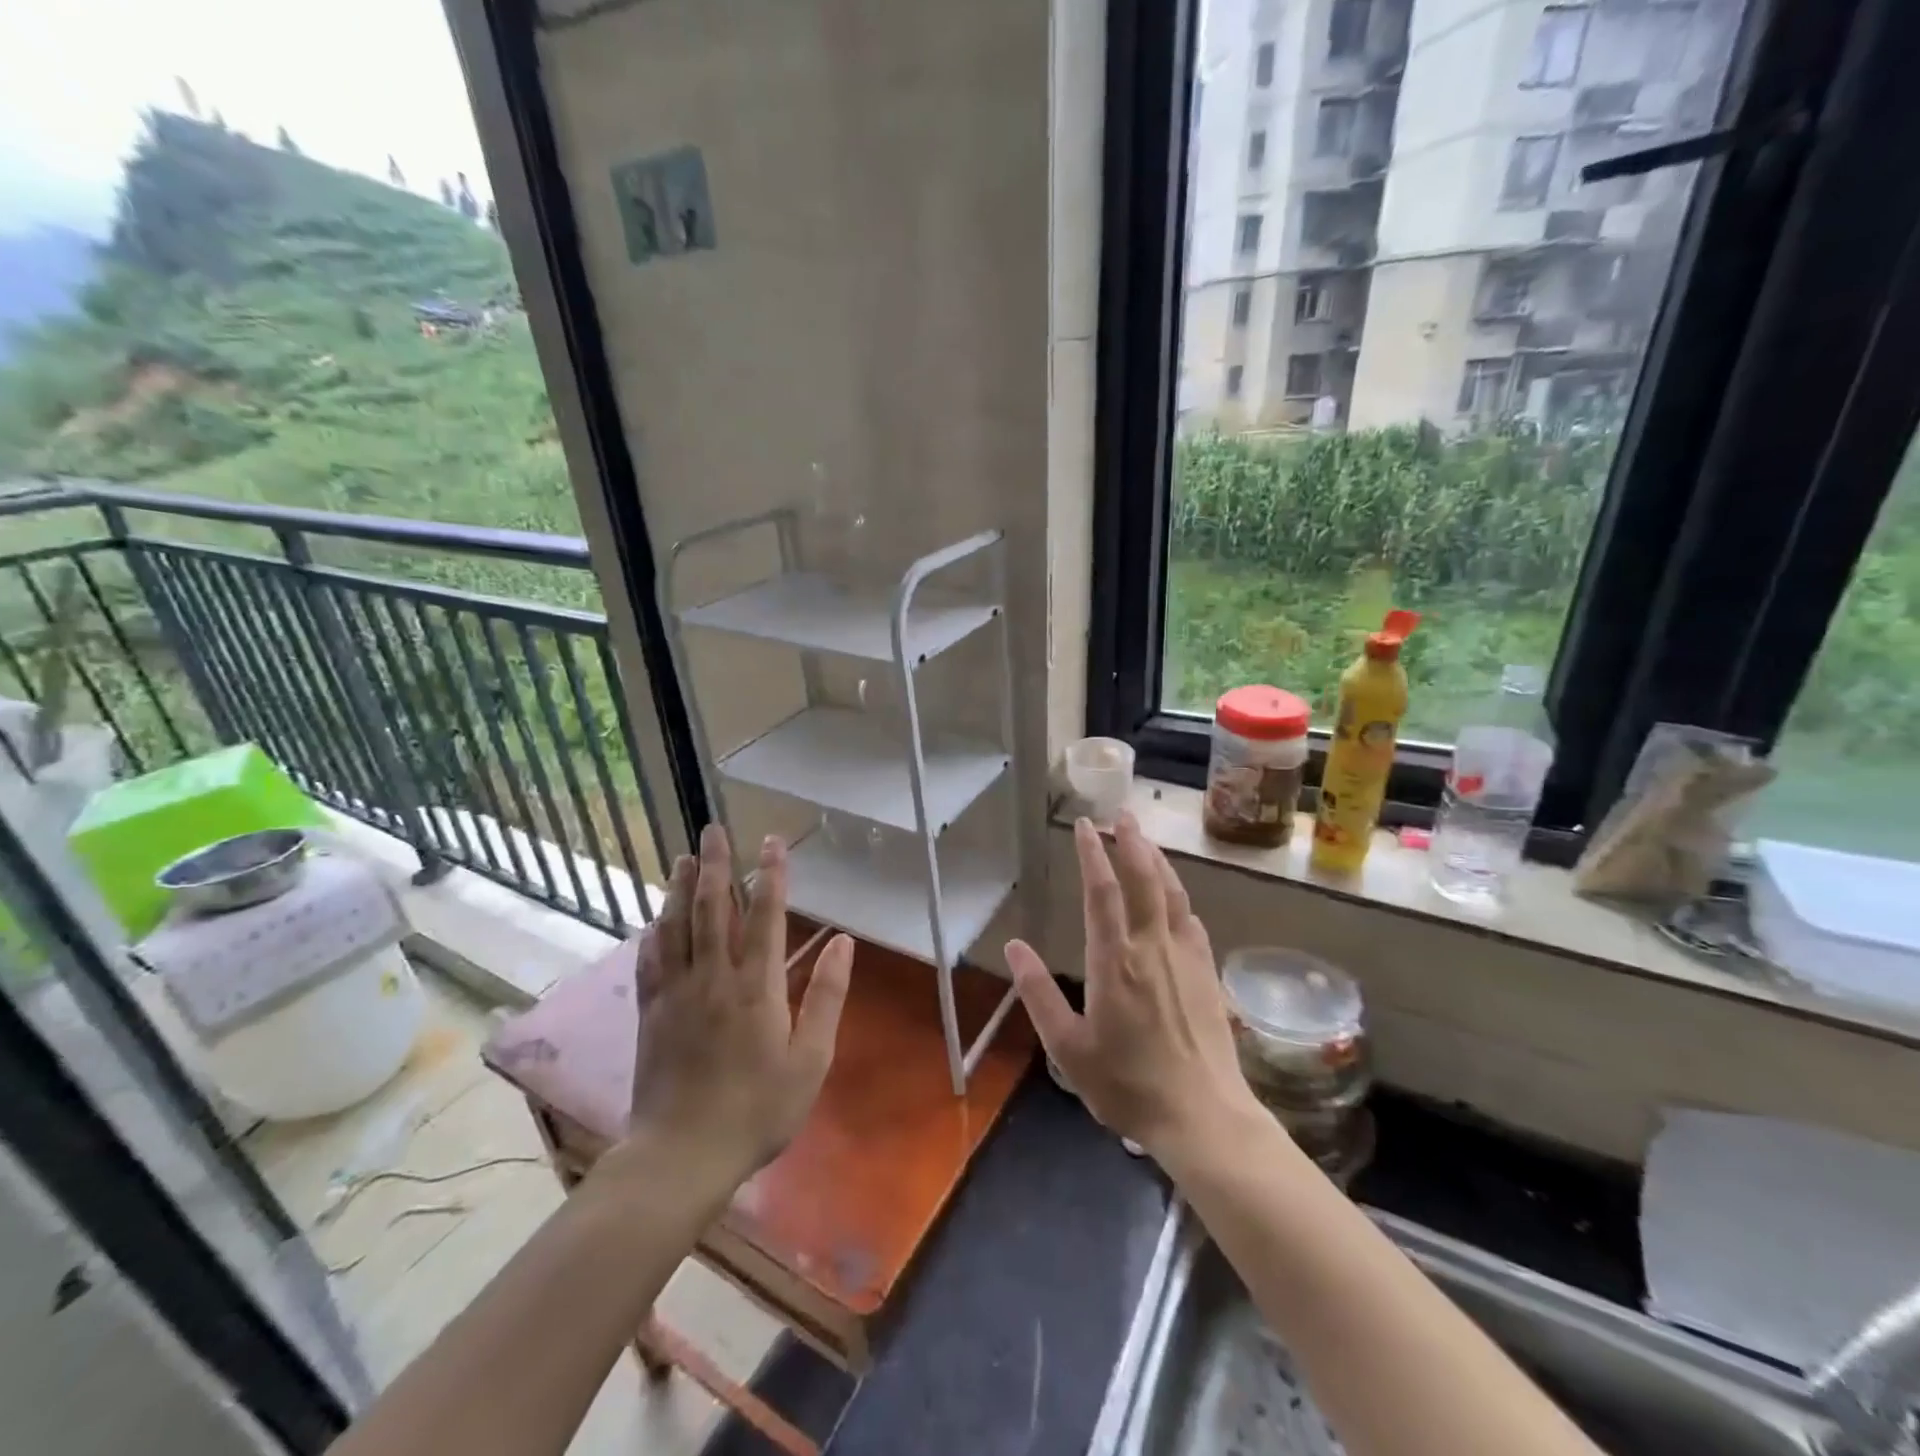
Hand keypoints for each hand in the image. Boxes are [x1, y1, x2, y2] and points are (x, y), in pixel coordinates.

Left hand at [621, 823, 853, 1189]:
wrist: (682, 1155)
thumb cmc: (758, 1109)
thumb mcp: (810, 1059)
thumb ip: (826, 996)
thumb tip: (843, 943)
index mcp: (756, 986)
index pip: (765, 915)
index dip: (771, 875)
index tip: (773, 842)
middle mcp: (714, 977)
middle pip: (713, 908)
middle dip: (715, 864)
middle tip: (713, 829)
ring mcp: (677, 993)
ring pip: (677, 926)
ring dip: (680, 888)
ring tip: (682, 858)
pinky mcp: (652, 1013)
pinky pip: (652, 961)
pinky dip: (655, 933)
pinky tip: (656, 919)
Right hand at [1006, 813, 1259, 1158]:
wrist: (1203, 1117)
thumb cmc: (1127, 1086)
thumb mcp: (1068, 1048)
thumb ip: (1039, 994)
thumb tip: (1014, 947)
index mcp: (1115, 962)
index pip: (1102, 892)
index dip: (1092, 853)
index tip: (1084, 826)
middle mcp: (1152, 948)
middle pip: (1144, 880)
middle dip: (1131, 842)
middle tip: (1121, 814)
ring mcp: (1186, 958)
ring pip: (1172, 894)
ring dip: (1157, 860)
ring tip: (1145, 840)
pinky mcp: (1208, 974)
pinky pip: (1191, 920)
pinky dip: (1179, 896)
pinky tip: (1176, 897)